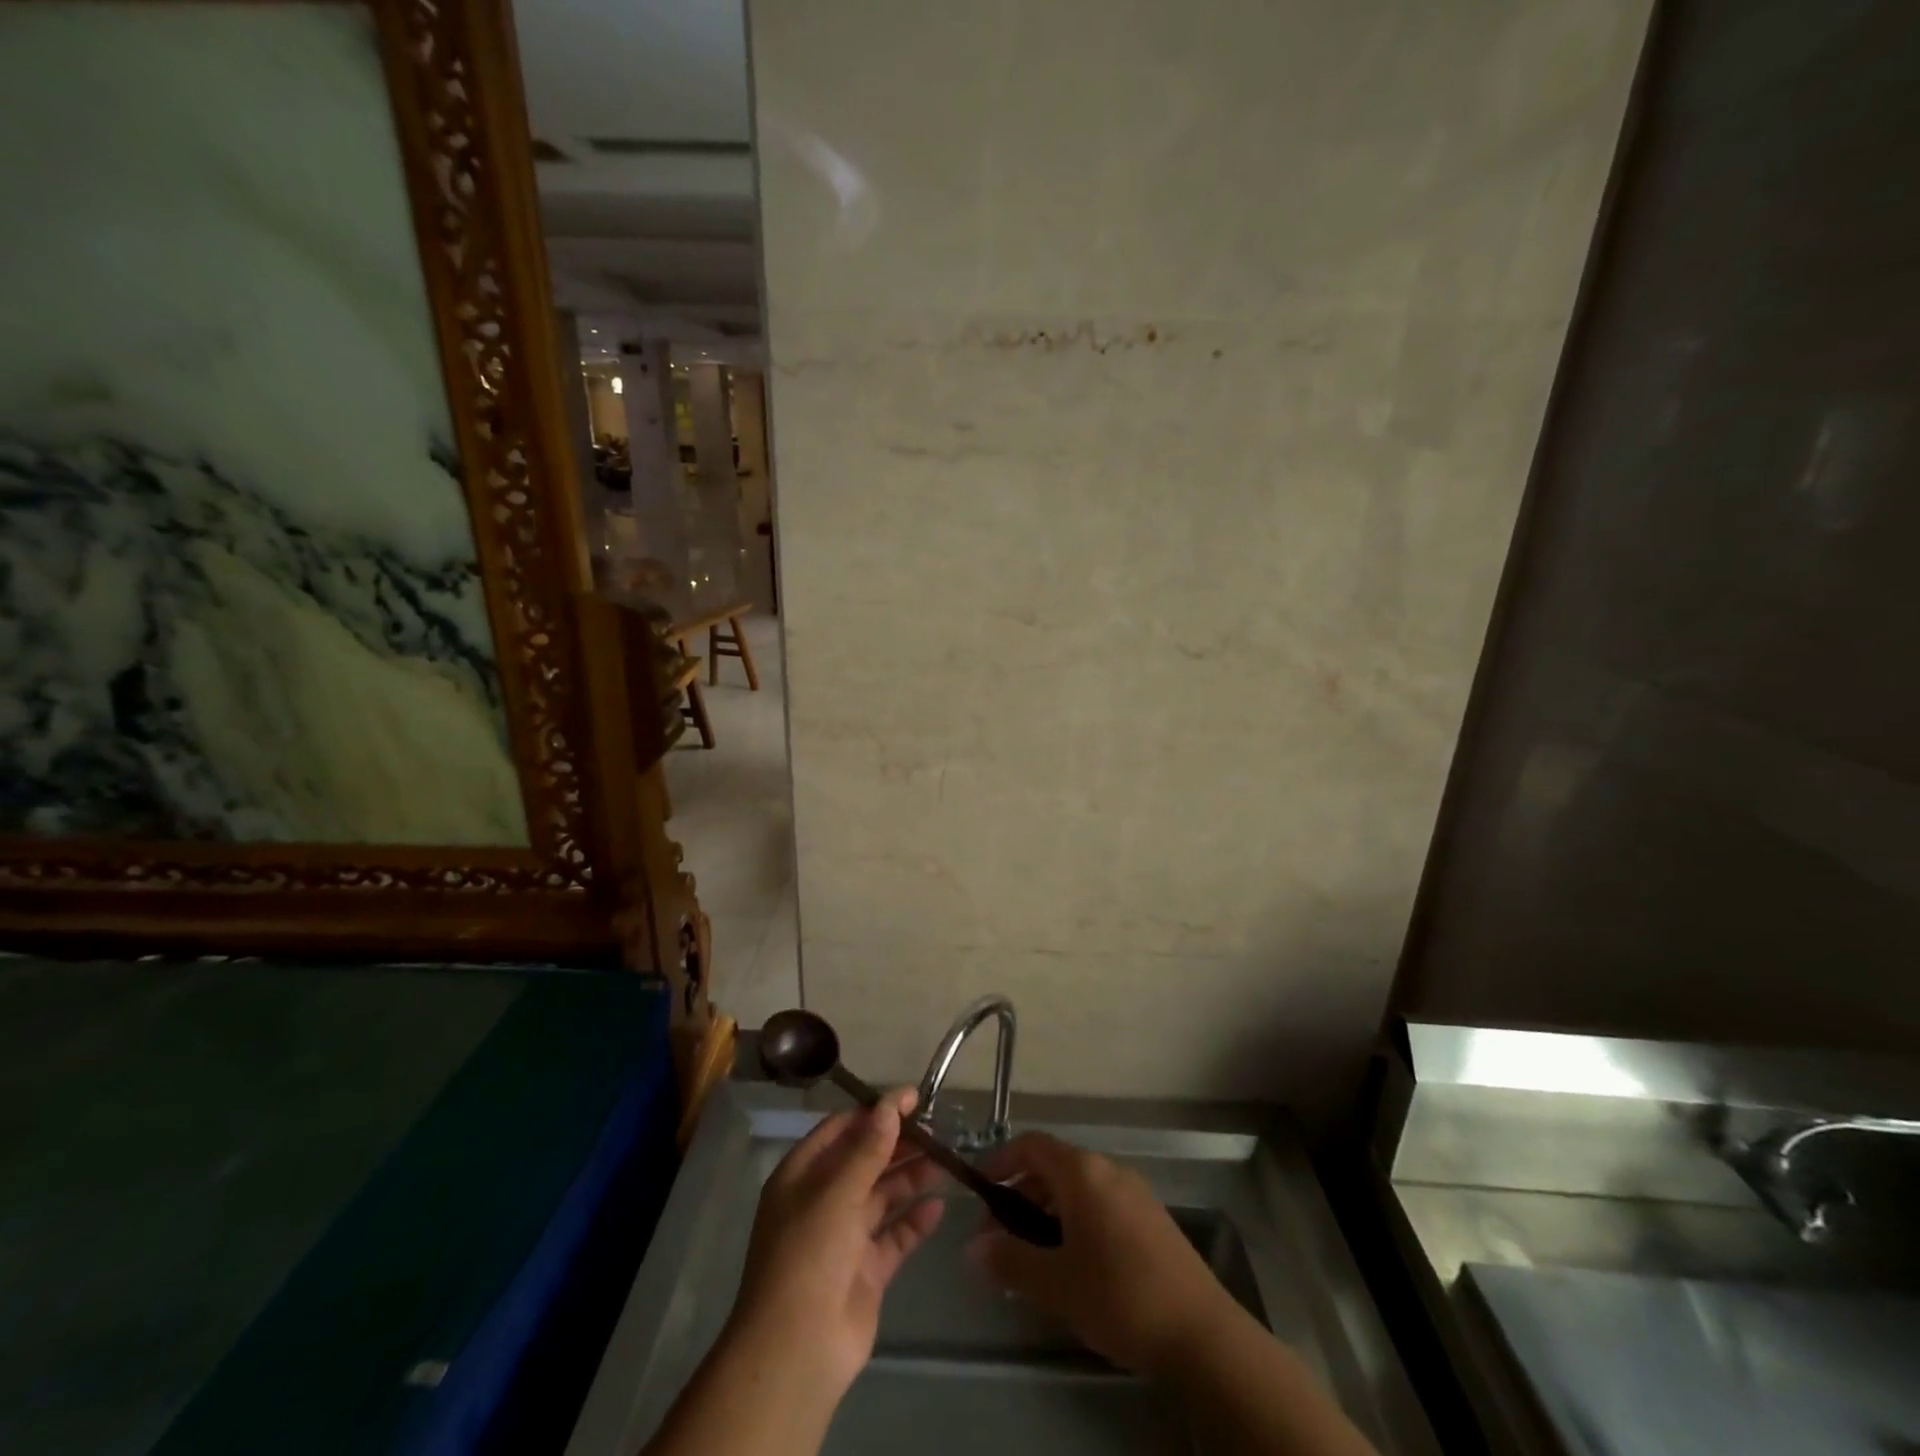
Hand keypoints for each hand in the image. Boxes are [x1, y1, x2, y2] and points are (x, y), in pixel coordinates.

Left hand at [727, 1089, 945, 1398]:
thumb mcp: (837, 1193)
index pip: (841, 1130)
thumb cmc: (809, 1256)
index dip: (875, 1112)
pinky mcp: (866, 1270)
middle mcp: (822, 1200)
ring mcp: (844, 1237)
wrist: (797, 1351)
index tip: (913, 1098)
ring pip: (883, 1195)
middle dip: (899, 1144)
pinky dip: (915, 1220)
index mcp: (802, 1176)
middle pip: (865, 1160)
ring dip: (911, 1177)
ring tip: (947, 1161)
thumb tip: (891, 1104)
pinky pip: (894, 1235)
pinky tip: (939, 1206)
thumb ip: (868, 1148)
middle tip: (939, 1128)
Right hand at [966, 1132, 1230, 1377]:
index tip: (980, 1192)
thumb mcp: (1056, 1283)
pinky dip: (1075, 1219)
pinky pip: (1100, 1203)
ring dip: (1047, 1210)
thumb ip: (1010, 1260)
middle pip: (1053, 1166)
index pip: (1031, 1145)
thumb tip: (973, 1248)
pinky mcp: (1151, 1217)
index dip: (1001, 1161)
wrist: (1201, 1333)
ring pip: (1078, 1187)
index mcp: (1082, 1171)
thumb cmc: (1120, 1296)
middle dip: (1021, 1194)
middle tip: (1000, 1237)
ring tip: (1032, 1256)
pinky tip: (1073, 1263)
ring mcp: (1134, 1191)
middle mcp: (1108, 1169)